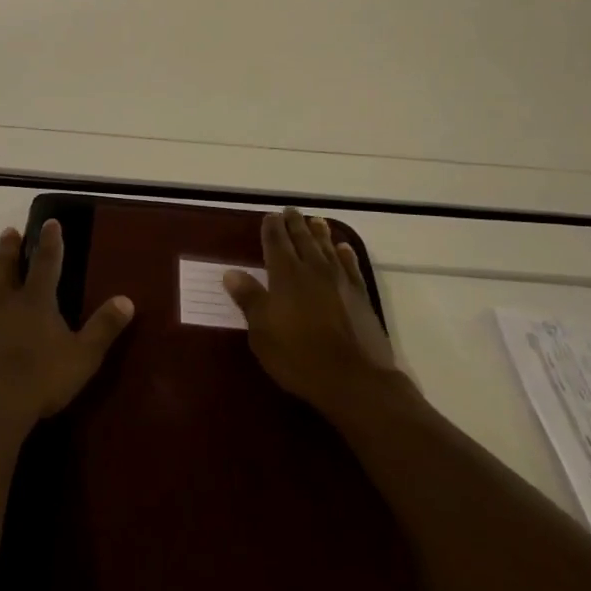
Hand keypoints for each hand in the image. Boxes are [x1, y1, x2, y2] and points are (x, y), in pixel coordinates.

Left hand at [0, 221, 134, 439]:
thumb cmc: (39, 381)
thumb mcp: (83, 357)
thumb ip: (104, 328)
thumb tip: (127, 300)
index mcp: (37, 300)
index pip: (46, 261)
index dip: (50, 241)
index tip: (50, 222)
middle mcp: (7, 300)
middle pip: (9, 265)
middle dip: (12, 246)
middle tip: (11, 231)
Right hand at [223, 208, 409, 419]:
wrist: (355, 380)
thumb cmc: (299, 357)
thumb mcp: (262, 332)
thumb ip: (249, 299)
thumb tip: (231, 272)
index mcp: (285, 275)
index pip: (276, 242)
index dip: (271, 228)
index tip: (269, 216)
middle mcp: (313, 269)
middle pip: (303, 239)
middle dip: (295, 224)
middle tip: (291, 210)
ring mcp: (340, 281)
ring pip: (328, 248)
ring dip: (320, 233)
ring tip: (316, 221)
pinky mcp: (360, 296)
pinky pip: (351, 266)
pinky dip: (346, 254)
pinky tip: (344, 248)